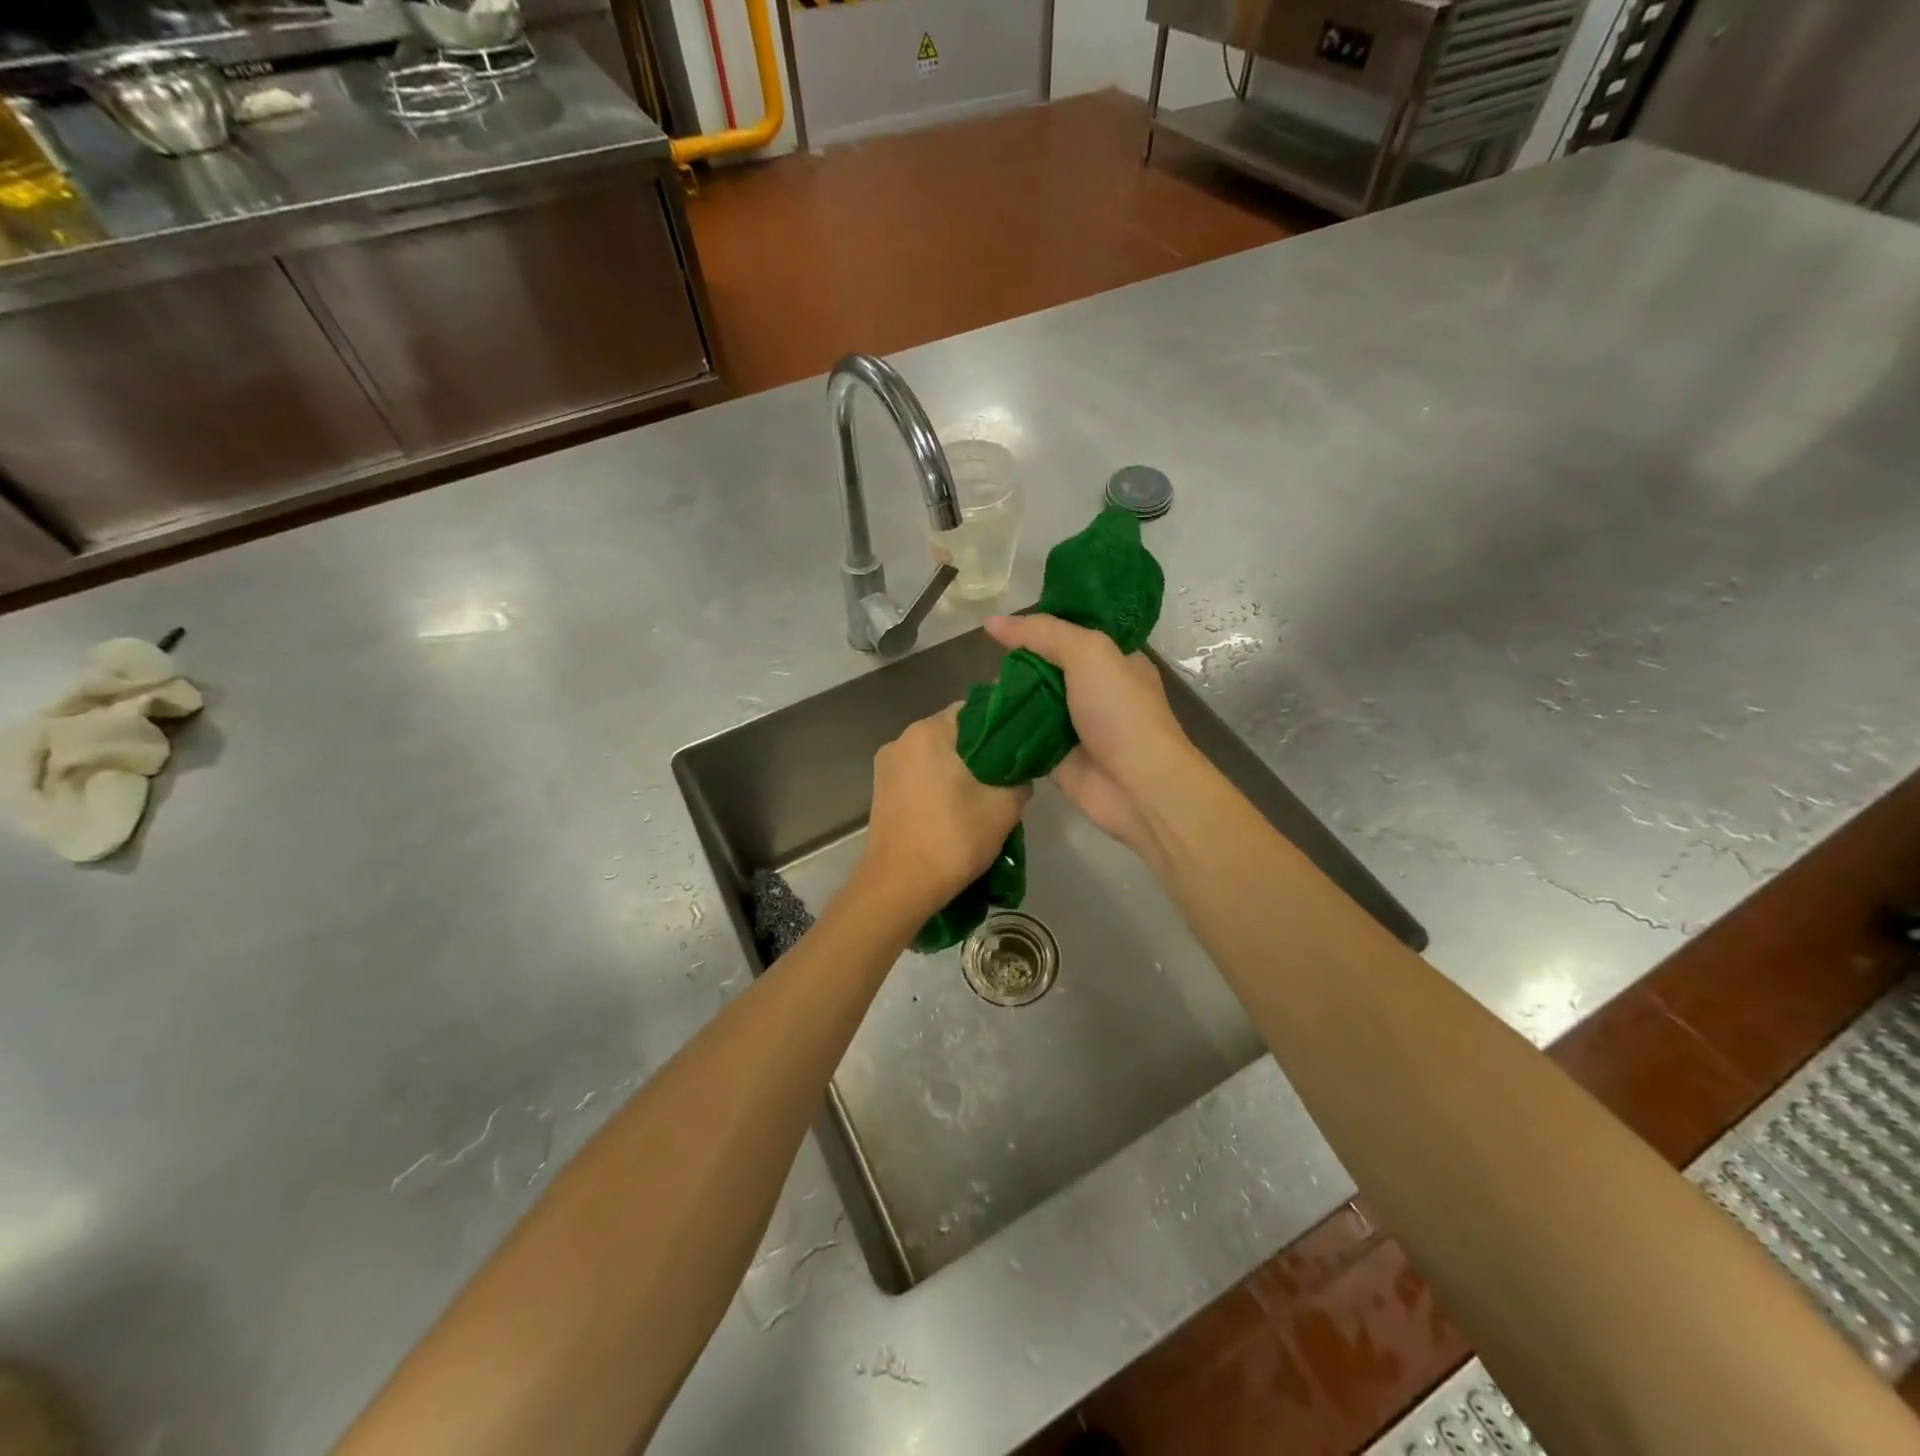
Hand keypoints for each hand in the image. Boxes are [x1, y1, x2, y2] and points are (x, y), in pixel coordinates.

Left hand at [855, 705, 1029, 919]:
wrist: (898, 887)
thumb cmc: (952, 839)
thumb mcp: (1003, 808)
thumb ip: (1019, 780)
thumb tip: (1020, 774)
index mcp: (929, 732)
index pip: (975, 710)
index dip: (1003, 726)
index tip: (1022, 747)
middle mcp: (902, 739)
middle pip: (953, 733)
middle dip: (981, 751)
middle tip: (1008, 775)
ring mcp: (886, 766)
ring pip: (935, 755)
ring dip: (959, 770)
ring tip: (984, 795)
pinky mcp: (880, 791)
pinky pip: (919, 775)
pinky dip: (939, 784)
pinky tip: (957, 808)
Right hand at [984, 614, 1198, 865]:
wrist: (1137, 786)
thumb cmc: (1120, 712)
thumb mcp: (1088, 653)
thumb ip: (1042, 633)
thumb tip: (991, 622)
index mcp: (1112, 658)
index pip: (1070, 631)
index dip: (1039, 626)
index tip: (1003, 626)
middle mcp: (1094, 689)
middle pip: (1045, 667)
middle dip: (1016, 665)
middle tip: (989, 665)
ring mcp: (1075, 725)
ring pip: (1031, 702)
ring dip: (1006, 699)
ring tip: (979, 694)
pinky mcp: (1056, 757)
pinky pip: (1023, 737)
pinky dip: (1004, 731)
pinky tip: (979, 722)